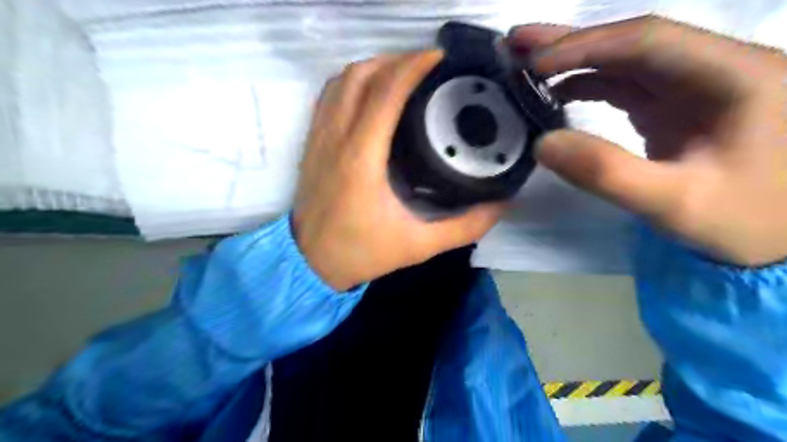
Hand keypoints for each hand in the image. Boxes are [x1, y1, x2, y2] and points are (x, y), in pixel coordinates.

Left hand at [293, 49, 503, 289]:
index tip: (440, 58)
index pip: (386, 92)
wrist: (311, 263)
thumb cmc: (362, 252)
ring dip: (372, 68)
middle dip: (395, 60)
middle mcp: (336, 139)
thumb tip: (502, 204)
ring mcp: (318, 138)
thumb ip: (465, 226)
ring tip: (402, 74)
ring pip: (341, 81)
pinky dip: (351, 83)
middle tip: (426, 67)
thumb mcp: (419, 245)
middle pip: (361, 75)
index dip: (413, 66)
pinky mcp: (311, 143)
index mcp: (362, 159)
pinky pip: (328, 97)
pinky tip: (371, 93)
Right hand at [512, 15, 786, 264]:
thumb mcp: (675, 204)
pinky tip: (557, 93)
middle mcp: (716, 67)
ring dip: (574, 61)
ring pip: (625, 60)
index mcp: (736, 76)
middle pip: (633, 42)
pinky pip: (625, 85)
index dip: (585, 46)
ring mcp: (695, 86)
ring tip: (526, 65)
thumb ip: (607, 173)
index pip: (648, 41)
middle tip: (517, 42)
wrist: (777, 236)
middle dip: (571, 42)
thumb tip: (542, 144)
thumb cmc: (743, 221)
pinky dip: (587, 85)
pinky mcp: (677, 106)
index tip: (534, 64)